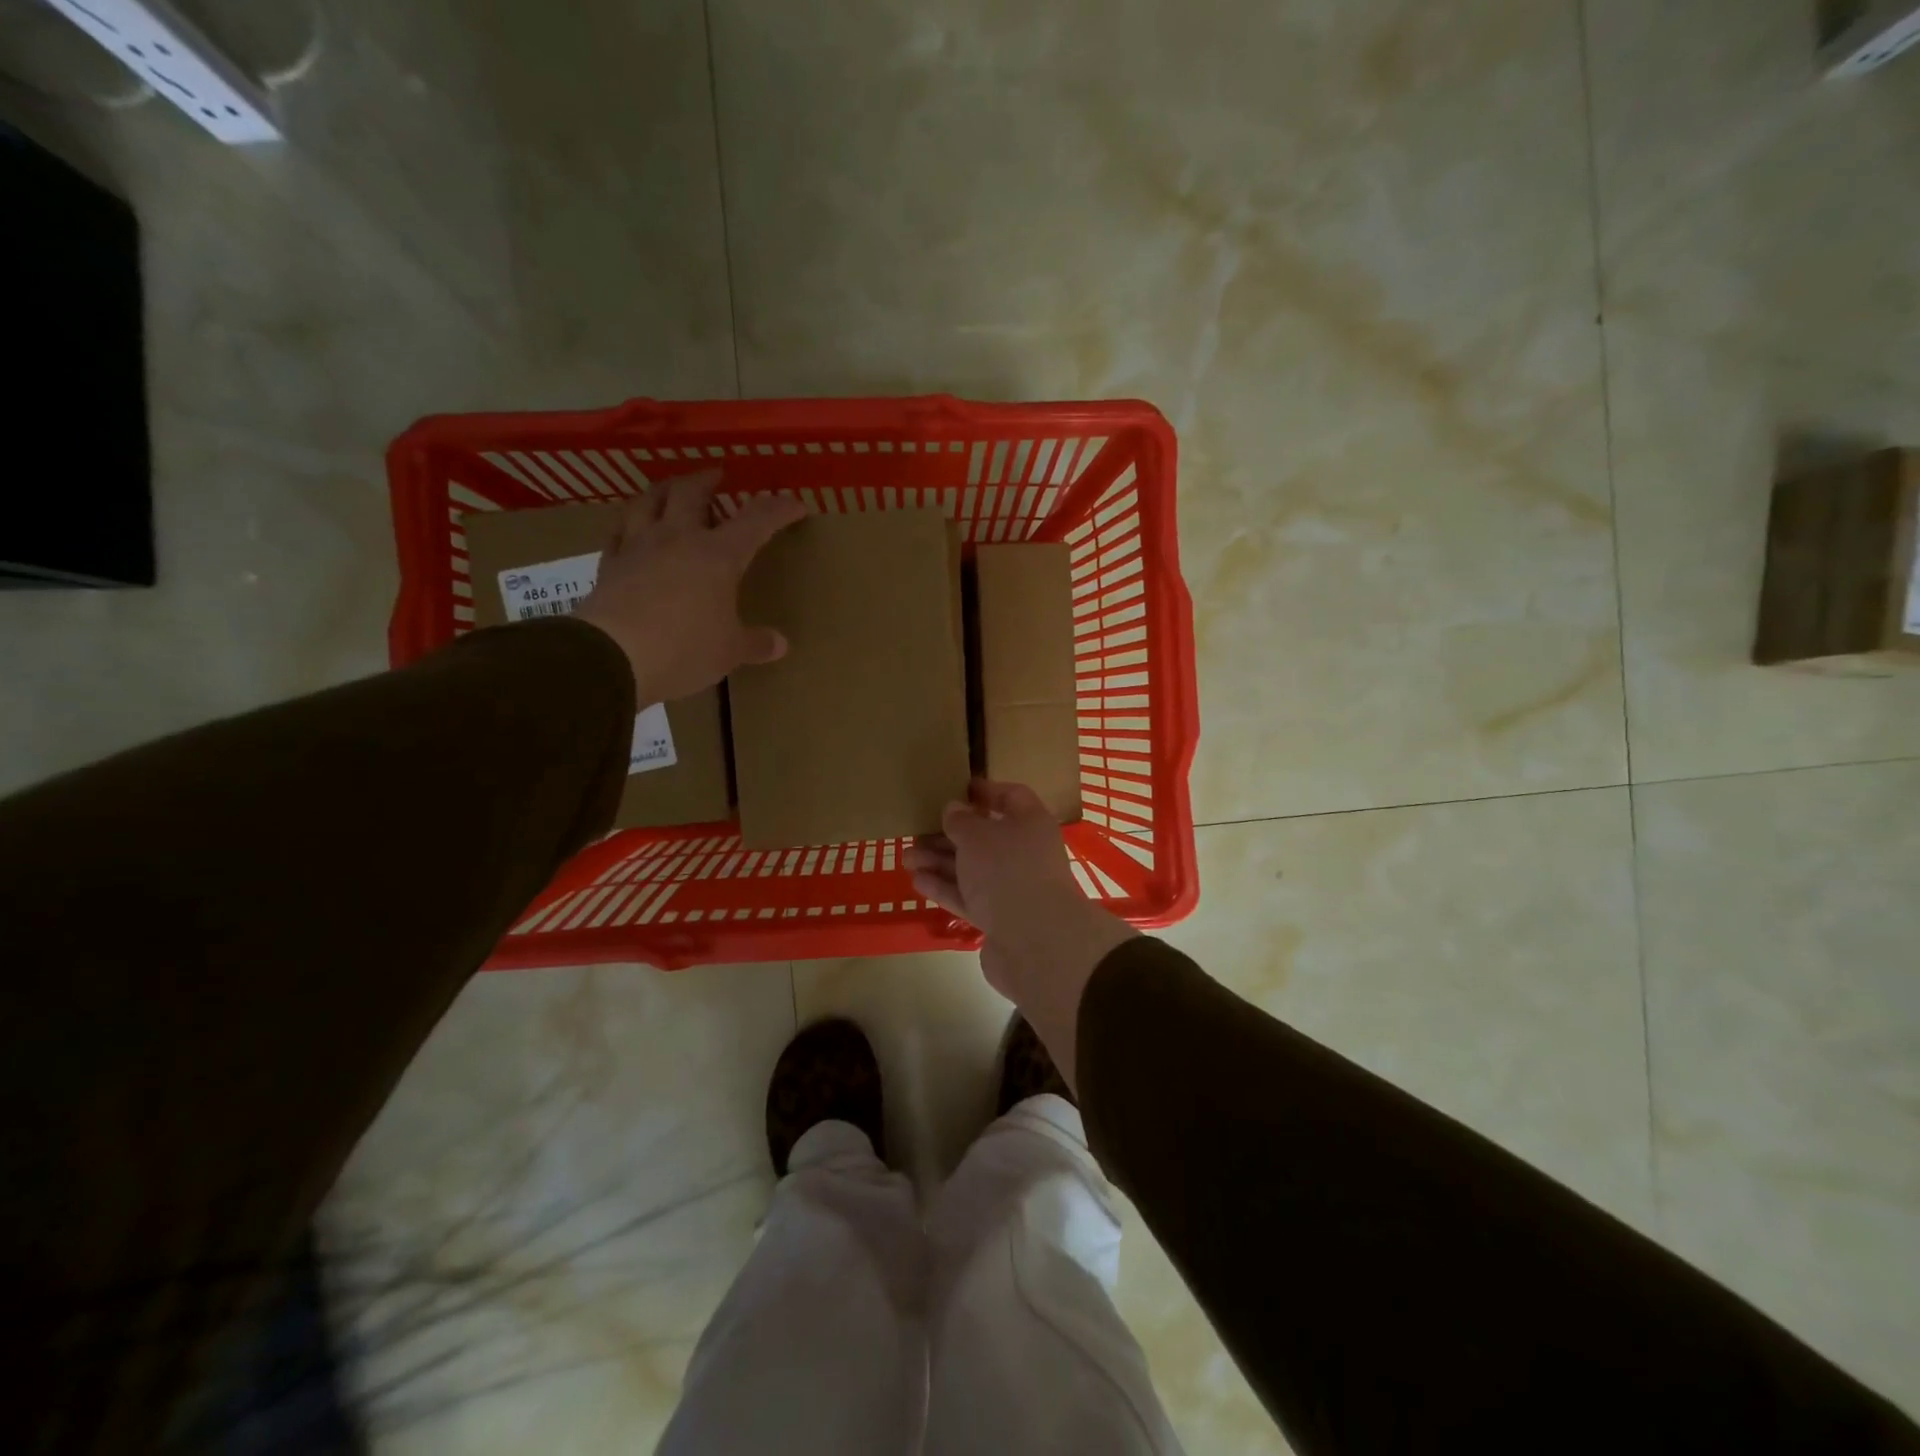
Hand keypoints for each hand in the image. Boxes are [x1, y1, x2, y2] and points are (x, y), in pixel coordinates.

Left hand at [576, 471, 804, 702]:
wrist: (613, 656)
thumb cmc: (684, 649)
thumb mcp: (730, 651)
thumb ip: (755, 643)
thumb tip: (780, 644)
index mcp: (718, 555)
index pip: (756, 520)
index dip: (778, 508)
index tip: (796, 504)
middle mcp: (677, 539)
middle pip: (691, 492)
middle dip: (708, 480)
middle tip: (718, 476)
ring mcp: (638, 547)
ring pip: (648, 501)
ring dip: (664, 489)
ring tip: (672, 490)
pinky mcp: (608, 565)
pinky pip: (618, 532)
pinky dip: (629, 524)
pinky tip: (631, 528)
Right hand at [904, 781, 1136, 1088]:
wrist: (1034, 942)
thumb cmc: (1007, 871)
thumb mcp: (977, 836)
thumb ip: (961, 821)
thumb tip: (953, 809)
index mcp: (1030, 823)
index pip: (1011, 797)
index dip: (984, 791)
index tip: (955, 789)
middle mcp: (1025, 853)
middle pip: (985, 837)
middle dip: (949, 834)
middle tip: (916, 830)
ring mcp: (1013, 888)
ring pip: (972, 869)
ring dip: (940, 861)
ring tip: (906, 857)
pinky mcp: (999, 919)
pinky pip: (969, 897)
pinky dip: (945, 888)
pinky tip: (918, 882)